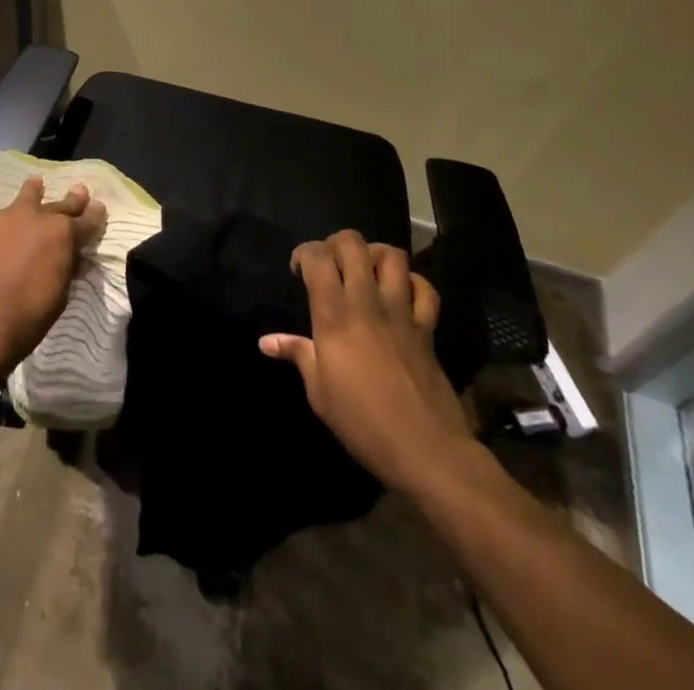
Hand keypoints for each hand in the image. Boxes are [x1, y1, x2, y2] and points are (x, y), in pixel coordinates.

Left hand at [0, 177, 107, 382]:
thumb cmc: (27, 319)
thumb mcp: (60, 297)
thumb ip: (67, 269)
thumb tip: (74, 258)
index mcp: (62, 235)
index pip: (86, 221)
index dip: (94, 216)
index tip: (99, 208)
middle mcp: (36, 217)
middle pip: (59, 205)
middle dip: (72, 200)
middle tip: (79, 191)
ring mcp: (5, 217)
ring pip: (24, 196)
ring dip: (32, 191)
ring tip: (35, 183)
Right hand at [260, 231, 472, 492]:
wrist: (426, 450)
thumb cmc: (362, 422)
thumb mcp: (319, 393)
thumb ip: (297, 354)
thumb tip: (266, 341)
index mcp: (334, 314)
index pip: (317, 256)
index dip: (303, 253)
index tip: (298, 271)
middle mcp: (367, 301)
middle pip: (353, 243)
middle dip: (336, 244)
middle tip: (330, 265)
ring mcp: (401, 311)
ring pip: (391, 255)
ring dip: (374, 255)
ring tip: (364, 271)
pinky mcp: (428, 328)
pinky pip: (425, 288)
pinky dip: (412, 283)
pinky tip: (401, 295)